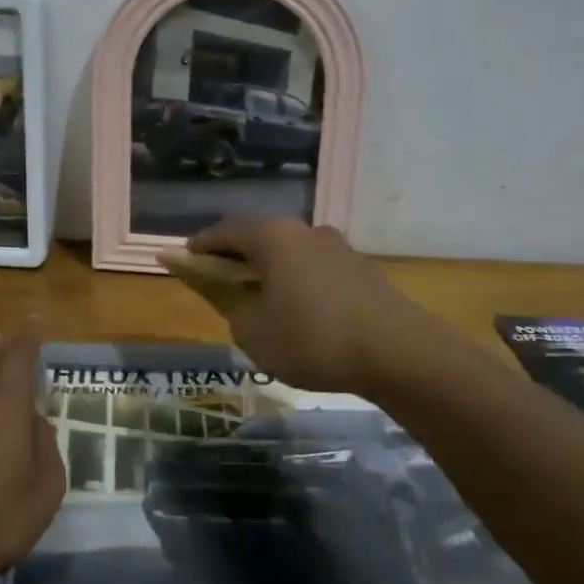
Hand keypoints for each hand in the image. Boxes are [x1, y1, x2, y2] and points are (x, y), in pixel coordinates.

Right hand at [188, 218, 442, 392]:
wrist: (399, 353)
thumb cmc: (311, 338)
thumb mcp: (253, 329)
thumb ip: (226, 300)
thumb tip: (215, 284)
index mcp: (272, 237)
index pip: (225, 232)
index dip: (201, 247)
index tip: (185, 260)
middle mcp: (304, 231)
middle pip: (259, 237)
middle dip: (235, 257)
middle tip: (219, 281)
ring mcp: (337, 247)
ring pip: (289, 252)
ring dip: (268, 269)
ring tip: (259, 299)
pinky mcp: (361, 269)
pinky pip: (314, 268)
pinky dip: (295, 280)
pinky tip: (298, 310)